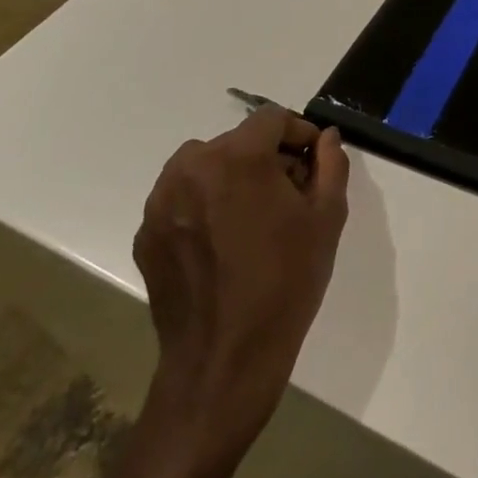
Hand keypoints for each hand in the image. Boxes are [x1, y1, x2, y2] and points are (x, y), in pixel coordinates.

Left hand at [132, 107, 349, 462]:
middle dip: (267, 158)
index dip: (298, 132)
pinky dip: (205, 206)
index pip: (271, 118)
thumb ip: (331, 165)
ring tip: (253, 219)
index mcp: (238, 157)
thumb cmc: (286, 282)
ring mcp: (162, 201)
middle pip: (237, 141)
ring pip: (205, 166)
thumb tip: (326, 138)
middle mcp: (192, 167)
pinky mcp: (147, 232)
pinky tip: (224, 245)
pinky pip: (183, 199)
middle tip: (289, 195)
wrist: (226, 359)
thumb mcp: (327, 218)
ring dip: (232, 178)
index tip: (312, 161)